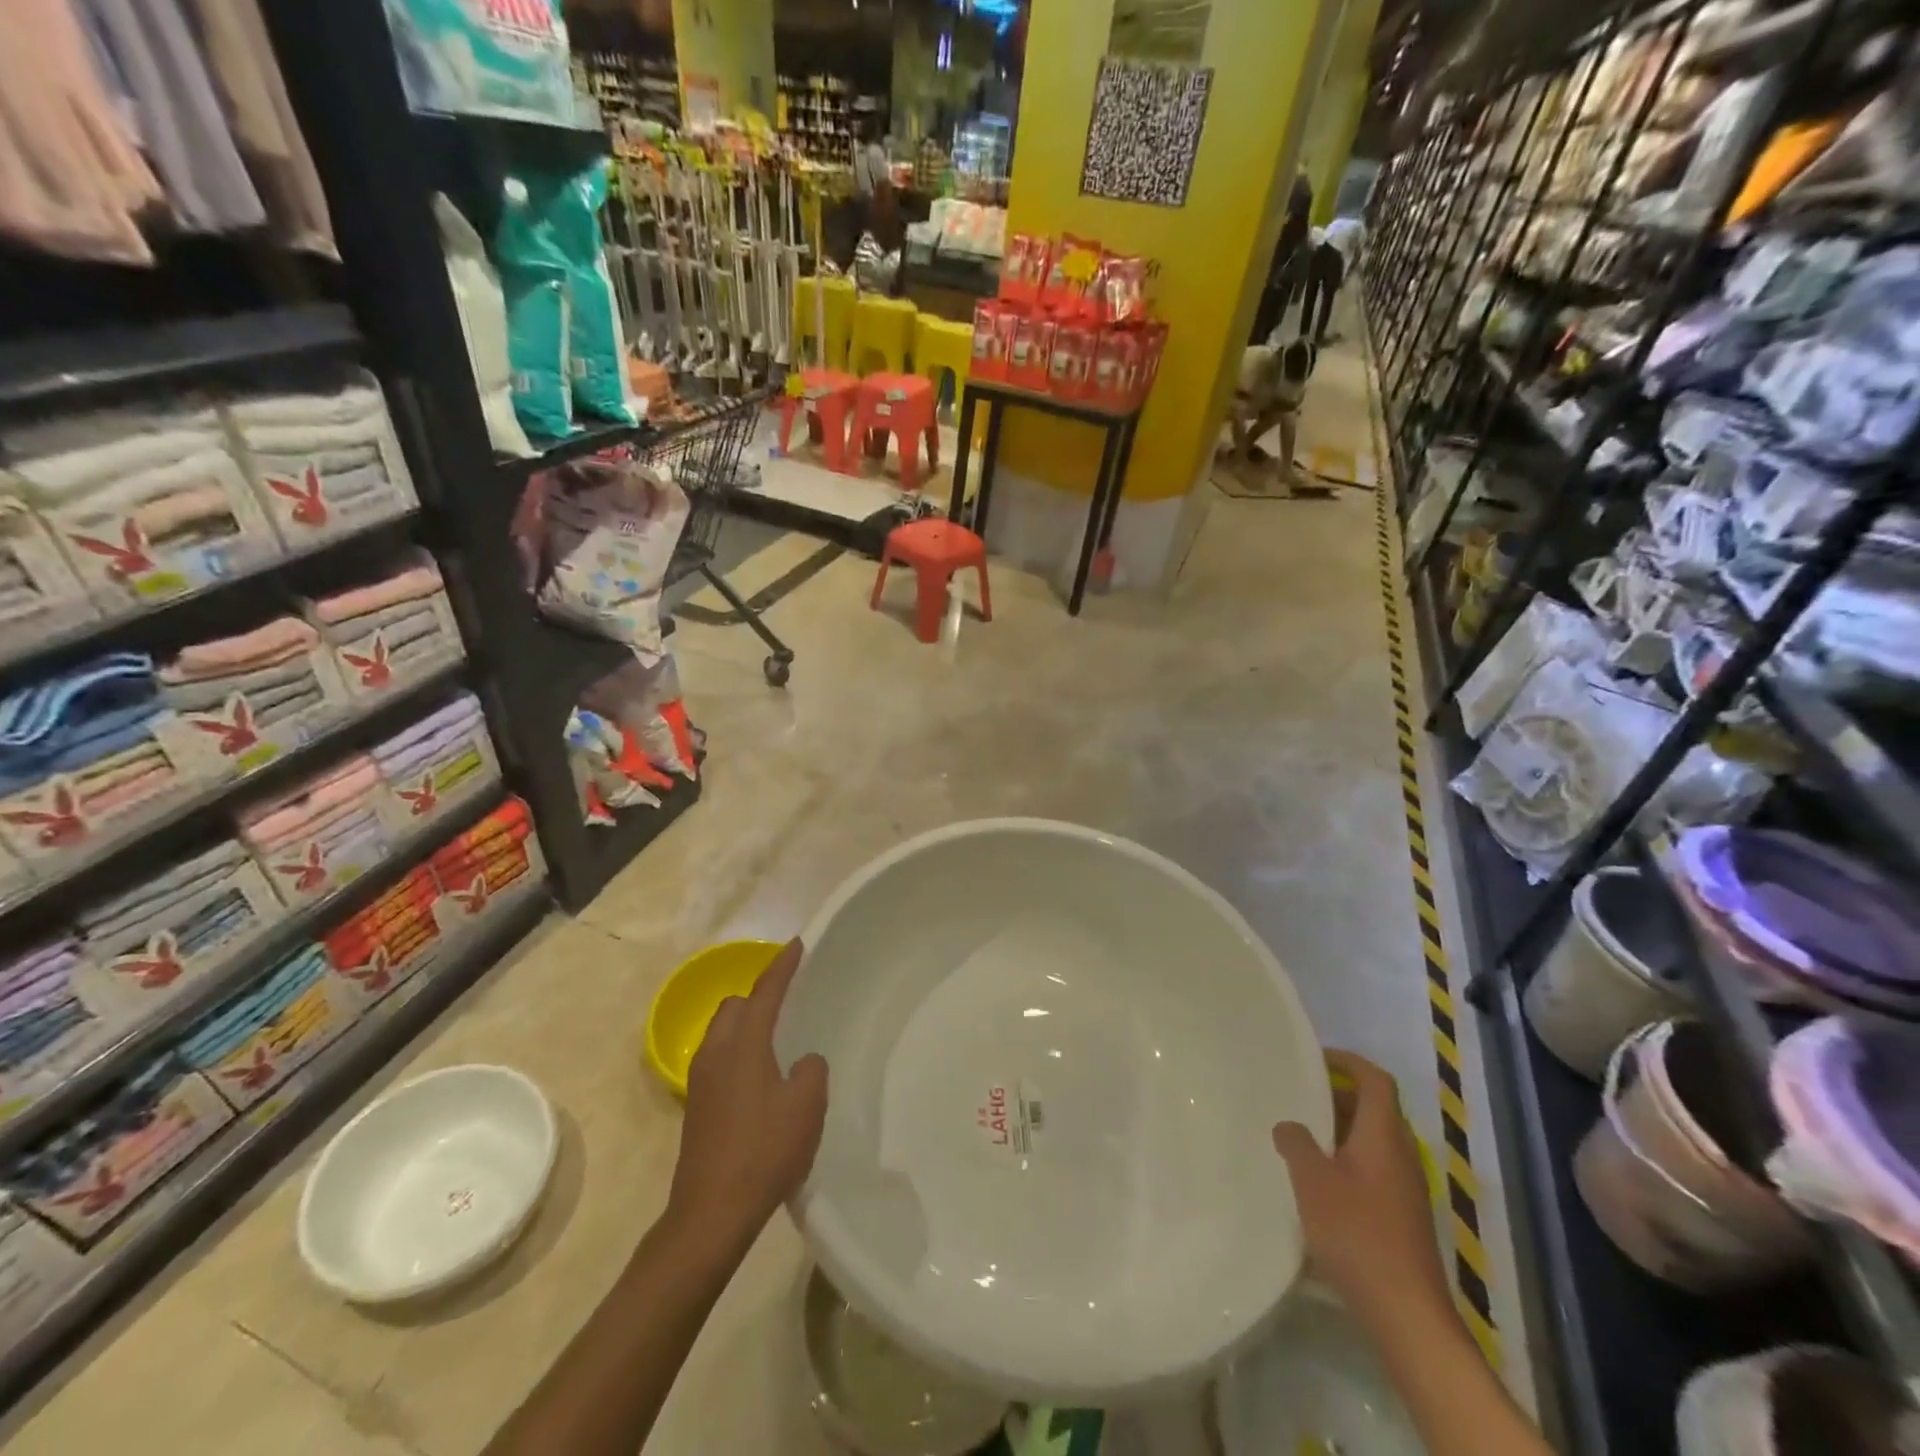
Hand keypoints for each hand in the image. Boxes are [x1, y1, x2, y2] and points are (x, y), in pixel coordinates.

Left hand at [669, 939, 827, 1243]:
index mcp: (743, 1044)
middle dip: (759, 995)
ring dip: (746, 1024)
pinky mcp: (696, 1106)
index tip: (797, 945)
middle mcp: (715, 1053)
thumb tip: (802, 1062)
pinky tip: (760, 1078)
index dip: (782, 966)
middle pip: (734, 1005)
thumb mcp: (806, 1106)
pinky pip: (719, 1058)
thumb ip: (811, 1070)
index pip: (765, 992)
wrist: (710, 1213)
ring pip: (722, 1033)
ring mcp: (700, 1080)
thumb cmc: (764, 1151)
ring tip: (776, 1038)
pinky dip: (739, 1051)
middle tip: (788, 1000)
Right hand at [1271, 1050, 1447, 1321]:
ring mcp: (1406, 1189)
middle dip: (1339, 1095)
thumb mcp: (1312, 1180)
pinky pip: (1374, 1169)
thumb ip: (1296, 1143)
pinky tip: (1319, 1182)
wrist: (1407, 1313)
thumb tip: (1289, 1126)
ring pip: (1374, 1141)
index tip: (1315, 1058)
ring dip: (1341, 1130)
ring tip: (1301, 1136)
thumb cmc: (1357, 1233)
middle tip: (1300, 1095)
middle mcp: (1401, 1155)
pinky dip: (1348, 1160)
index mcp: (1383, 1136)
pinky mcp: (1403, 1218)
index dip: (1348, 1062)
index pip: (1376, 1081)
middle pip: (1375, 1109)